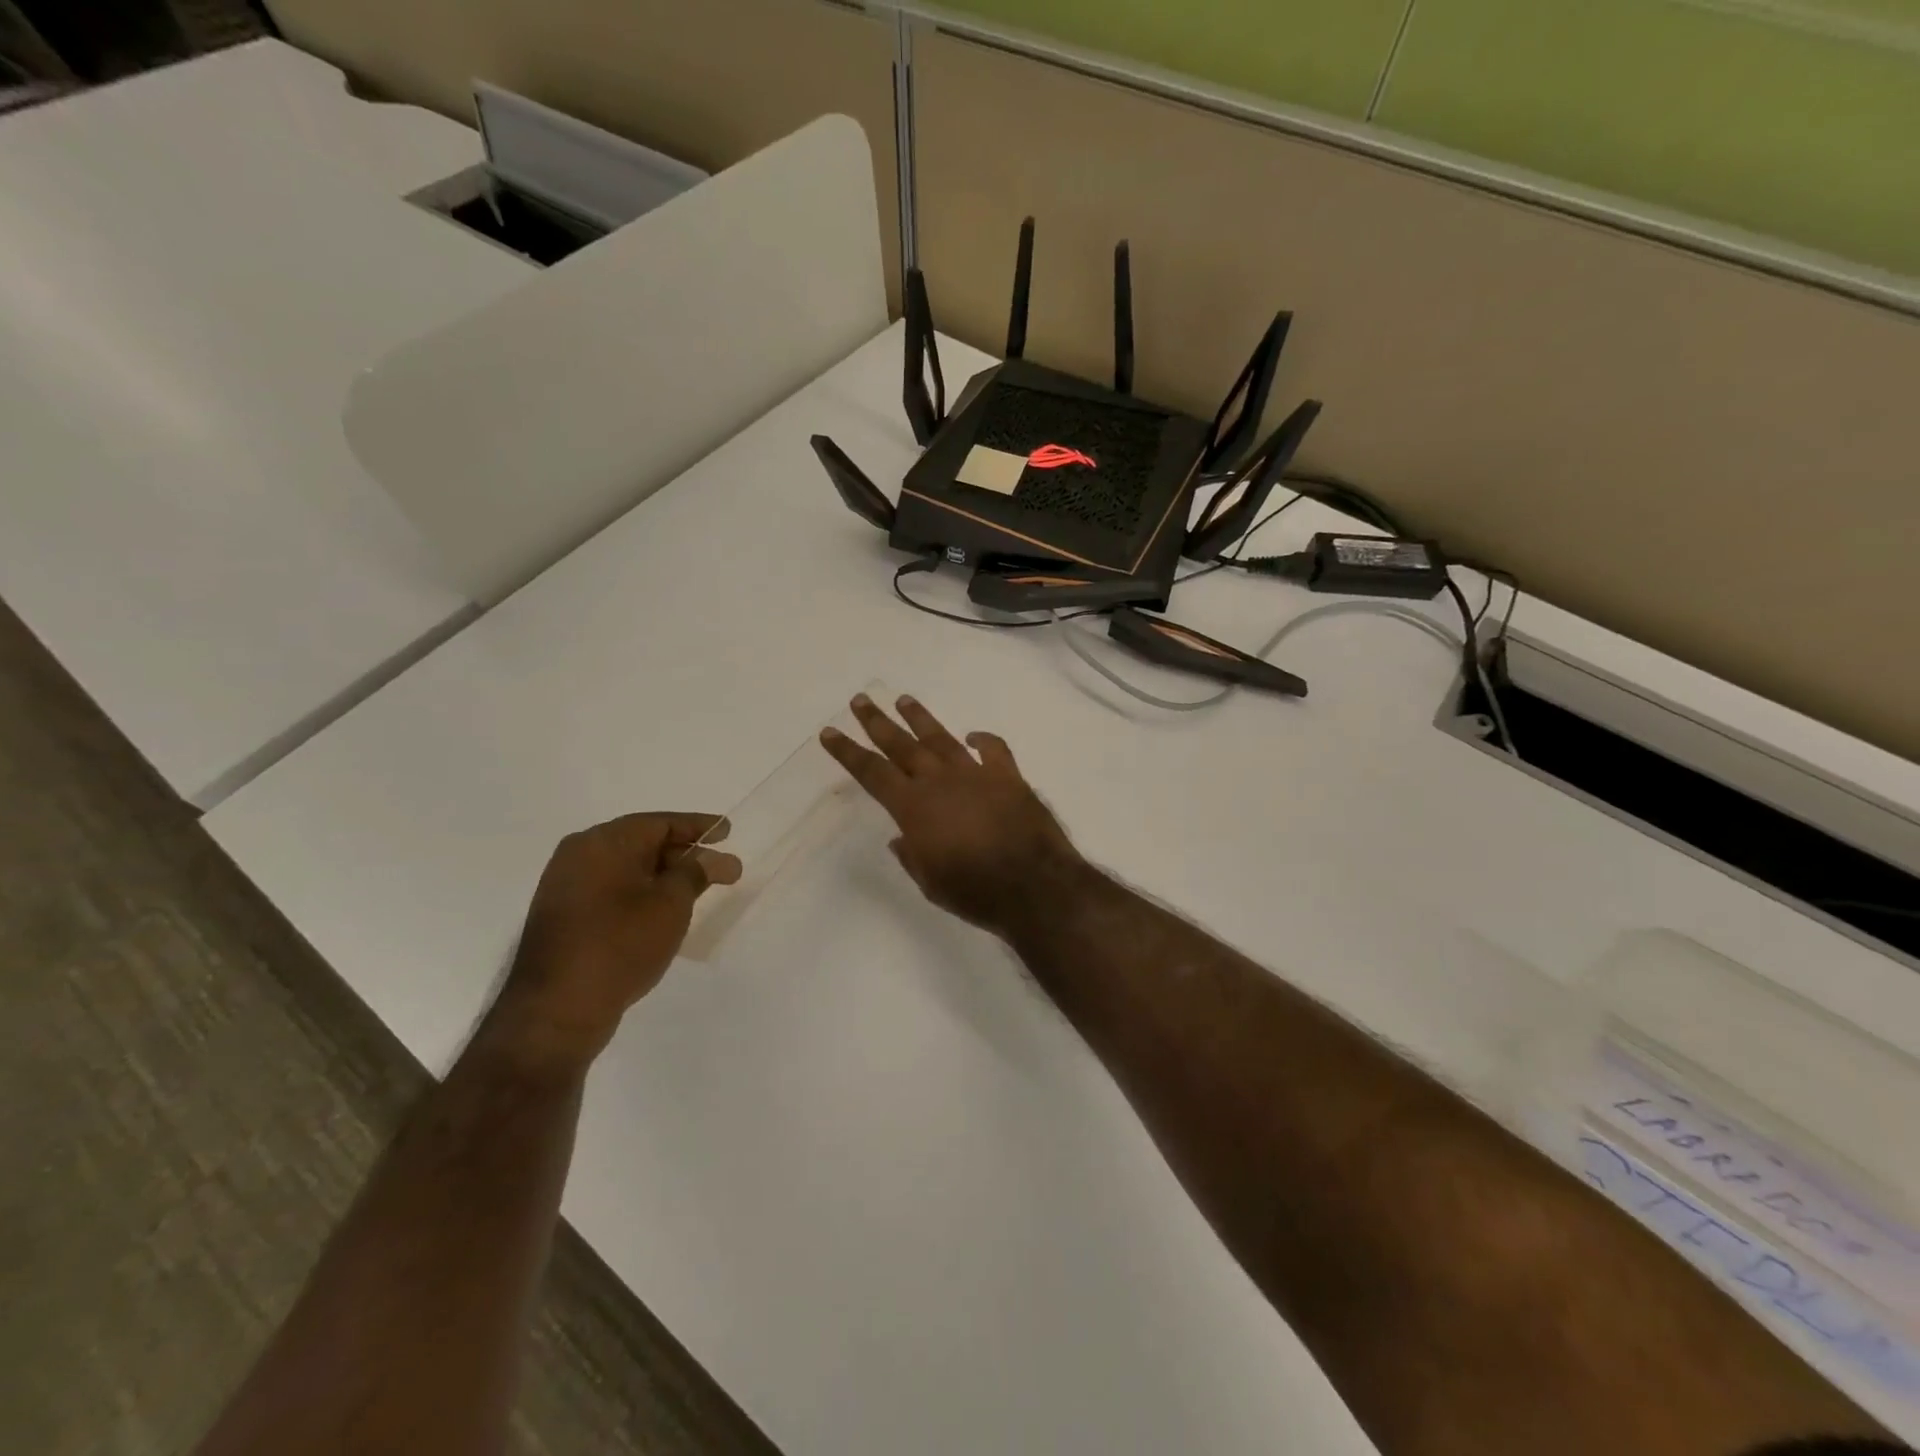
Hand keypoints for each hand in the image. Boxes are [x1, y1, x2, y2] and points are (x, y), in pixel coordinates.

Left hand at [493, 813, 741, 1069]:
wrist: (556, 1010)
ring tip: (698, 890)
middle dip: (685, 854)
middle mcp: (579, 854)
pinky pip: (612, 890)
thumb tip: (713, 858)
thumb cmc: (620, 944)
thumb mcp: (670, 904)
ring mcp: (566, 886)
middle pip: (643, 843)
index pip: (661, 823)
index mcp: (604, 842)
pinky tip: (663, 911)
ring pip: (627, 869)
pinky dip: (641, 893)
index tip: (728, 831)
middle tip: (722, 869)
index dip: (699, 826)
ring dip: (664, 876)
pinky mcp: (563, 915)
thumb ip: (695, 873)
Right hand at [821, 694, 1087, 937]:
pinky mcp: (1008, 776)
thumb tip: (902, 838)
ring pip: (941, 738)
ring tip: (904, 699)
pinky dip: (983, 739)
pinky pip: (993, 749)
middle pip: (902, 745)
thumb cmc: (975, 892)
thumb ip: (913, 856)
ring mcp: (976, 774)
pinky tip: (973, 735)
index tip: (830, 732)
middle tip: (861, 699)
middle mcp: (940, 781)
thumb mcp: (931, 883)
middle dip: (877, 722)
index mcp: (914, 808)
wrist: (1034, 885)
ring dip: (920, 719)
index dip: (848, 752)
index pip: (872, 772)